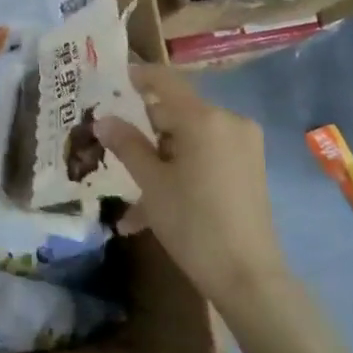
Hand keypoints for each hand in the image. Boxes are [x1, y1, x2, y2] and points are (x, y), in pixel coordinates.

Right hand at [95, 64, 289, 305]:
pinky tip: (153, 207)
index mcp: (204, 119)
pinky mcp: (249, 168)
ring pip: (189, 139)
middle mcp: (229, 122)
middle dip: (144, 128)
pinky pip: (205, 157)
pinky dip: (180, 172)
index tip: (112, 79)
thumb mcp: (151, 183)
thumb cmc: (193, 223)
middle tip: (112, 143)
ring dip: (159, 158)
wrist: (248, 276)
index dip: (138, 76)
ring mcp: (243, 145)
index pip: (165, 80)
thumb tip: (103, 120)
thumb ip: (127, 145)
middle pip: (177, 111)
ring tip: (130, 191)